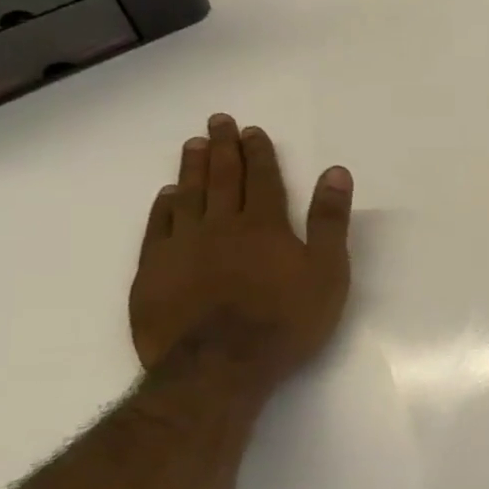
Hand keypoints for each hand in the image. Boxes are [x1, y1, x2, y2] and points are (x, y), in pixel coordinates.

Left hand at [130, 115, 353, 387]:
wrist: (220, 367)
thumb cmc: (285, 321)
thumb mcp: (327, 272)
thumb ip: (329, 220)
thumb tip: (335, 172)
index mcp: (264, 225)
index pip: (262, 179)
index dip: (258, 153)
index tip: (252, 130)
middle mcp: (220, 225)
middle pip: (221, 178)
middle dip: (222, 148)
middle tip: (217, 121)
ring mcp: (182, 247)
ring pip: (187, 196)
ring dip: (191, 168)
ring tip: (192, 145)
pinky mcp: (153, 272)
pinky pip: (157, 228)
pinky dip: (163, 207)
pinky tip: (167, 196)